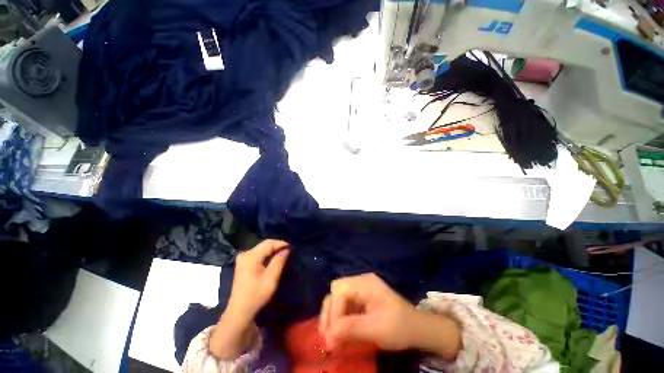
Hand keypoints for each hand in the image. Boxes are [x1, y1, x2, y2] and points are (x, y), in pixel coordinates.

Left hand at [210, 239, 289, 359]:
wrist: (240, 311)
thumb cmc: (256, 295)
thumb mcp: (271, 278)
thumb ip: (279, 261)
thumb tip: (286, 249)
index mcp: (251, 256)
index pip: (269, 243)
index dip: (281, 243)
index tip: (292, 247)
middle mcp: (245, 254)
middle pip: (264, 244)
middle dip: (277, 246)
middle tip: (289, 250)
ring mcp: (243, 258)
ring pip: (262, 248)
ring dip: (273, 250)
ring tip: (283, 254)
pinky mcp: (243, 264)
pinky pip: (258, 254)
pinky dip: (267, 254)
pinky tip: (273, 259)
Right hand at [319, 273, 418, 350]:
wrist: (417, 328)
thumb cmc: (400, 327)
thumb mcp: (376, 329)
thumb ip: (351, 328)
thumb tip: (328, 336)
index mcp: (366, 283)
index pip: (340, 291)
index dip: (334, 313)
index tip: (332, 337)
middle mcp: (360, 281)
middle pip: (336, 291)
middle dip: (329, 312)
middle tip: (327, 335)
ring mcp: (361, 288)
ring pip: (338, 297)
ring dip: (332, 315)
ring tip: (331, 336)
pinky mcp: (361, 297)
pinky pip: (345, 303)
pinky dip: (339, 317)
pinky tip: (340, 331)